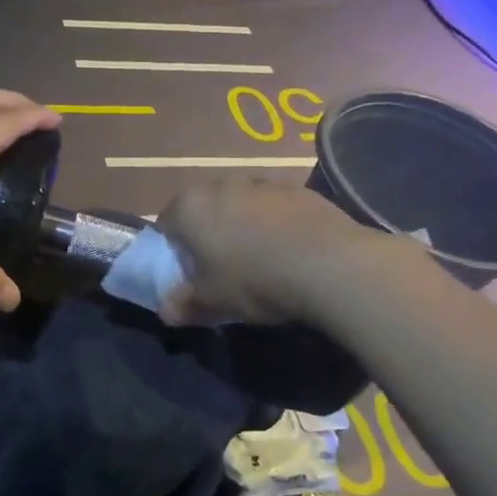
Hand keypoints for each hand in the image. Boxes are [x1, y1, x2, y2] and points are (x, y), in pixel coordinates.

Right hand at [155, 177, 411, 326]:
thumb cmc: (254, 280)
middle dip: (208, 235)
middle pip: (204, 210)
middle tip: (220, 269)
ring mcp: (263, 183)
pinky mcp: (299, 190)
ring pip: (240, 206)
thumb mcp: (212, 302)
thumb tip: (166, 312)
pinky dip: (275, 226)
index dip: (172, 251)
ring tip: (260, 262)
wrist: (331, 265)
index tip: (187, 275)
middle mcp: (221, 184)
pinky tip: (290, 254)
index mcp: (190, 206)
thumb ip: (184, 305)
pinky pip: (274, 209)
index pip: (165, 225)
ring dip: (243, 227)